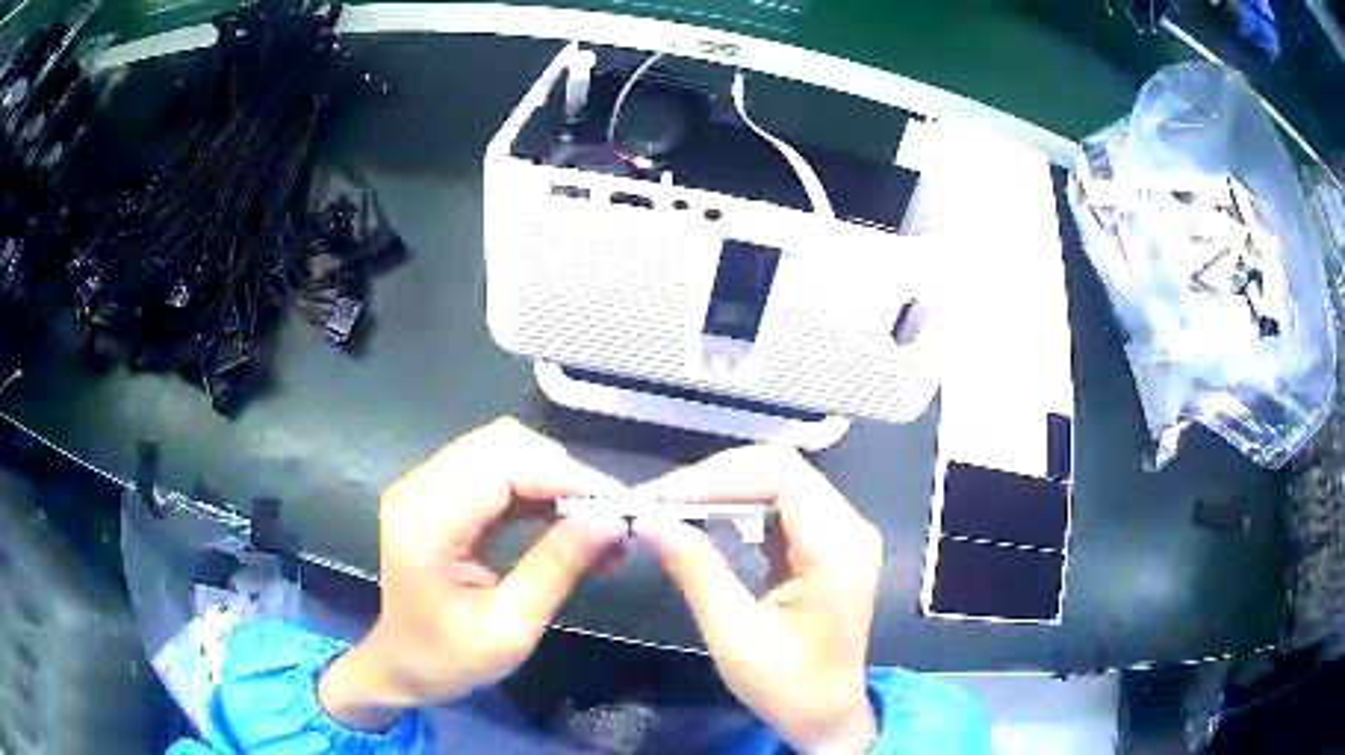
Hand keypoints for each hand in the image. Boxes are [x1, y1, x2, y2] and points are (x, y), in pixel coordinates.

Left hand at [319, 417, 626, 728]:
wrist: (402, 664)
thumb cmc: (450, 658)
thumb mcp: (510, 628)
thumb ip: (557, 568)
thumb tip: (613, 522)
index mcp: (425, 524)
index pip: (499, 467)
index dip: (563, 476)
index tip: (618, 504)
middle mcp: (418, 488)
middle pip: (501, 444)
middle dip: (563, 473)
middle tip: (609, 516)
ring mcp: (424, 484)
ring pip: (501, 448)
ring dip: (552, 476)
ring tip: (593, 521)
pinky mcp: (437, 491)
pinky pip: (494, 467)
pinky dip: (536, 486)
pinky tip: (564, 519)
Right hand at [636, 445, 882, 753]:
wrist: (828, 715)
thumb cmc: (787, 687)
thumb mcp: (734, 635)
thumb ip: (696, 571)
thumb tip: (649, 521)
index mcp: (838, 549)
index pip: (780, 477)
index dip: (717, 477)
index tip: (662, 500)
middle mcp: (849, 528)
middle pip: (781, 469)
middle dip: (716, 479)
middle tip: (660, 504)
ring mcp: (842, 533)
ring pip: (779, 480)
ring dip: (724, 489)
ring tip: (675, 511)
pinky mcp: (828, 543)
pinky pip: (782, 505)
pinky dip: (739, 507)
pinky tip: (707, 523)